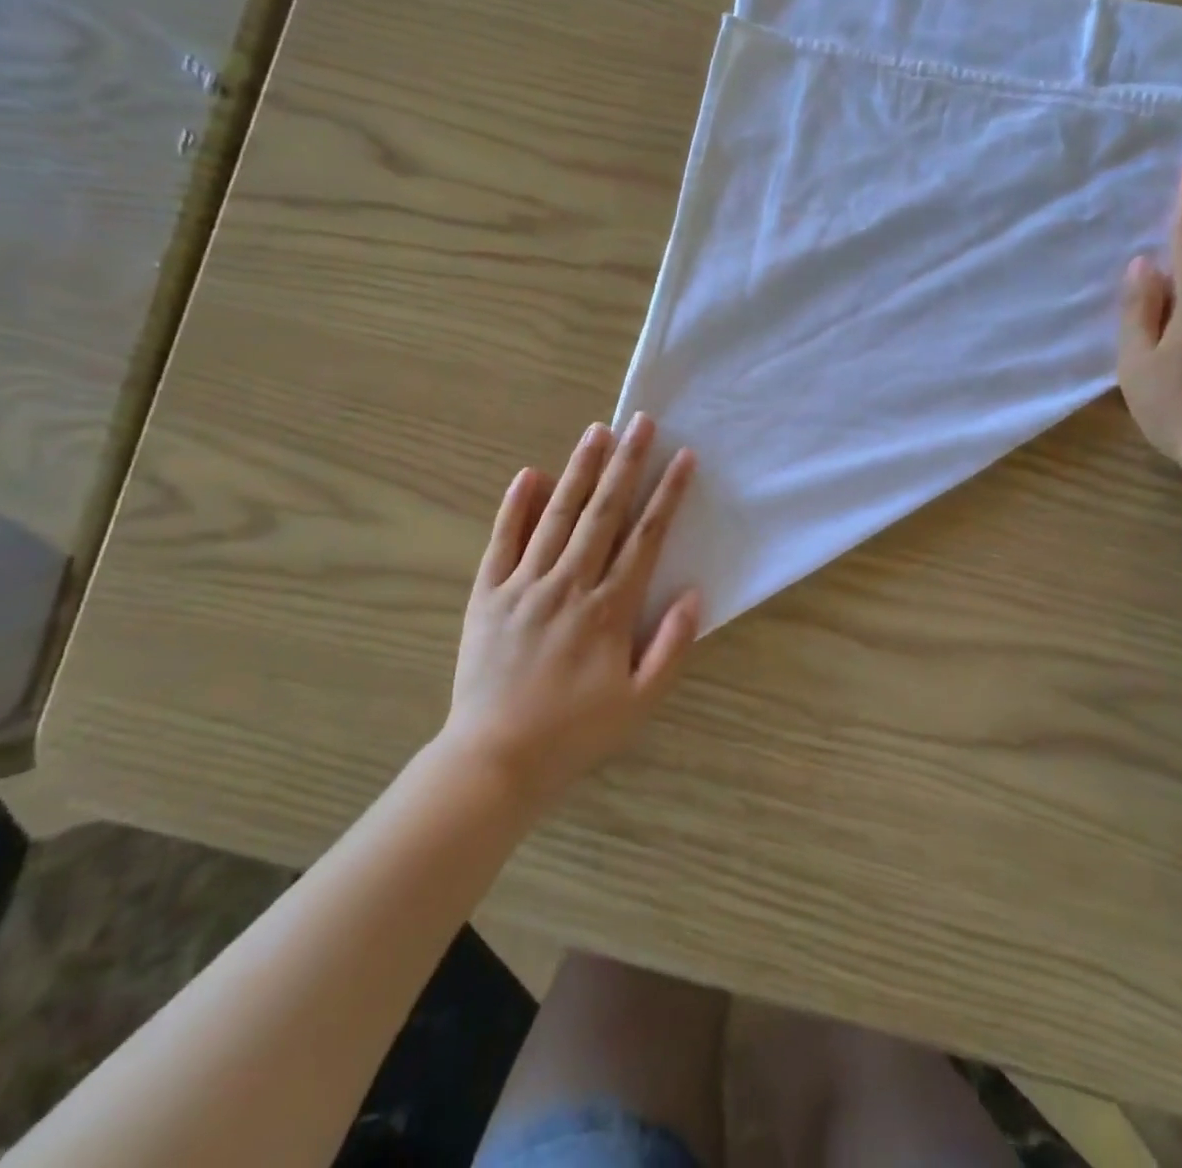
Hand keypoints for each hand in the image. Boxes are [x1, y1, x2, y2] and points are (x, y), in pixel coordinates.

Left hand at [441, 414, 700, 807]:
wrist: (494, 759)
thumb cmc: (574, 733)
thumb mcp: (639, 703)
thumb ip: (670, 647)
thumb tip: (693, 594)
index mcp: (608, 610)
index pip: (645, 539)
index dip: (666, 495)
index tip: (682, 458)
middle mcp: (568, 585)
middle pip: (603, 513)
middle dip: (625, 464)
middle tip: (640, 422)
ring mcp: (524, 585)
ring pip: (557, 515)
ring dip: (578, 470)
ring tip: (596, 431)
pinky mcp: (488, 594)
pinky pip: (502, 541)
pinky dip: (516, 506)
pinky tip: (530, 474)